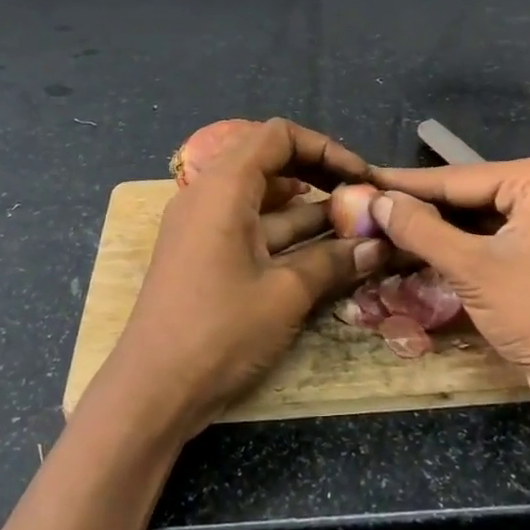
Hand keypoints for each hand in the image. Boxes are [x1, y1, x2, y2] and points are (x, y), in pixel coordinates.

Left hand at [98, 119, 384, 437]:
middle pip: (270, 163)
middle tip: (360, 199)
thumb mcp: (285, 293)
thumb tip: (378, 247)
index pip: (277, 136)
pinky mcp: (205, 256)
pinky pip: (252, 228)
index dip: (324, 148)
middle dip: (319, 176)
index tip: (360, 176)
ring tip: (355, 227)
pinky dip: (287, 235)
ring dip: (309, 210)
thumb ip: (333, 261)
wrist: (152, 392)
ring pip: (264, 200)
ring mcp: (204, 227)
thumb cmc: (219, 331)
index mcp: (222, 187)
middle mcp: (208, 196)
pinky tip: (325, 253)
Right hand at [369, 155, 529, 432]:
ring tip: (387, 228)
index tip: (363, 179)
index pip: (459, 177)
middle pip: (473, 195)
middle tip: (370, 208)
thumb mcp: (472, 268)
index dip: (406, 183)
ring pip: (485, 219)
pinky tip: (427, 250)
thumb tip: (378, 200)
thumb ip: (421, 229)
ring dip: (442, 230)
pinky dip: (468, 247)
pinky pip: (502, 239)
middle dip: (423, 208)